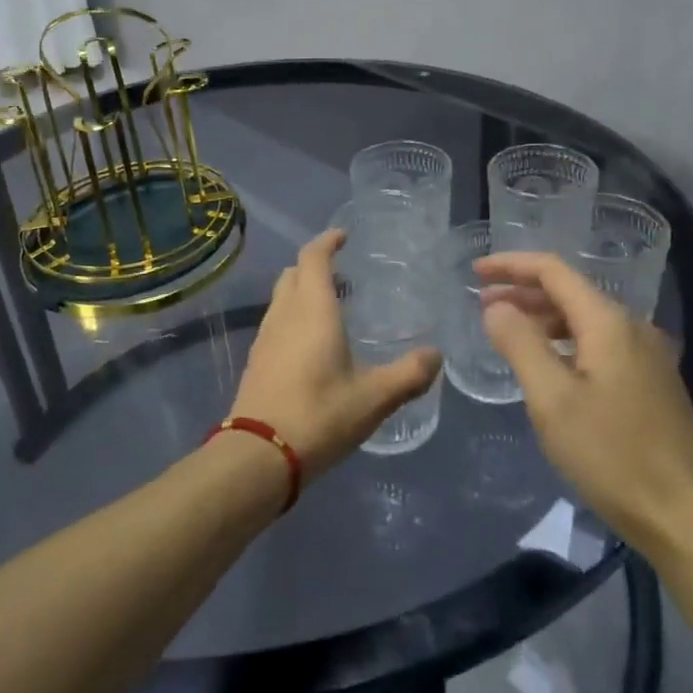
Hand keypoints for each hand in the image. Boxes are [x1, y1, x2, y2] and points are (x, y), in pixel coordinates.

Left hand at [231, 230, 440, 482]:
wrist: (258, 455)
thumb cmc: (319, 415)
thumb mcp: (373, 398)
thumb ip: (408, 374)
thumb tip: (435, 355)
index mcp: (312, 309)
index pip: (313, 257)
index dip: (327, 241)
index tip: (344, 236)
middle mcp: (284, 314)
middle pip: (293, 273)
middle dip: (315, 265)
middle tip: (344, 273)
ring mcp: (265, 337)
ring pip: (281, 298)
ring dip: (302, 291)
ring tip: (332, 307)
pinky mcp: (256, 360)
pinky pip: (276, 322)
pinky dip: (293, 316)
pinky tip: (312, 344)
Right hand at [477, 252, 692, 558]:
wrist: (689, 517)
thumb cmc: (613, 454)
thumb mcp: (553, 399)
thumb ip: (520, 344)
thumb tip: (496, 307)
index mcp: (608, 322)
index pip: (553, 271)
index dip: (511, 265)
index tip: (475, 271)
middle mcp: (632, 328)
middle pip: (570, 292)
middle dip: (523, 292)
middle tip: (482, 304)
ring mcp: (647, 356)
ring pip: (585, 320)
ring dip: (543, 318)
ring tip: (507, 332)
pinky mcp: (651, 384)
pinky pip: (599, 344)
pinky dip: (564, 342)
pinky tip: (548, 365)